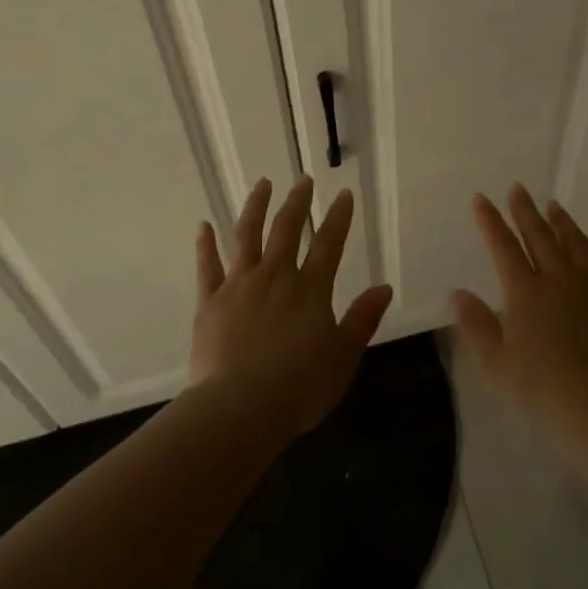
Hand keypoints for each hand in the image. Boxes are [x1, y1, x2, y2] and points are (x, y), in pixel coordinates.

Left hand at [191, 177, 394, 437]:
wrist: (240, 408)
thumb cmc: (299, 387)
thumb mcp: (343, 356)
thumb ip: (362, 319)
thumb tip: (384, 288)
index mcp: (310, 289)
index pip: (329, 244)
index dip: (338, 217)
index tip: (343, 194)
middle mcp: (275, 276)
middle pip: (287, 229)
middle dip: (298, 202)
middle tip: (303, 180)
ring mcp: (239, 285)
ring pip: (247, 236)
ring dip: (255, 207)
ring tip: (262, 184)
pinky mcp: (210, 301)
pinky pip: (207, 266)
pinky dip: (205, 244)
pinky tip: (203, 226)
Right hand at [451, 185, 587, 451]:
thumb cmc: (543, 390)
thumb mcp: (497, 363)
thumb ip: (477, 324)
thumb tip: (457, 292)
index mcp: (525, 292)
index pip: (503, 246)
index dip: (490, 221)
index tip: (481, 199)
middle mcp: (557, 279)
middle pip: (539, 236)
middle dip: (524, 211)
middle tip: (518, 188)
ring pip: (574, 242)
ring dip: (561, 221)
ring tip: (553, 205)